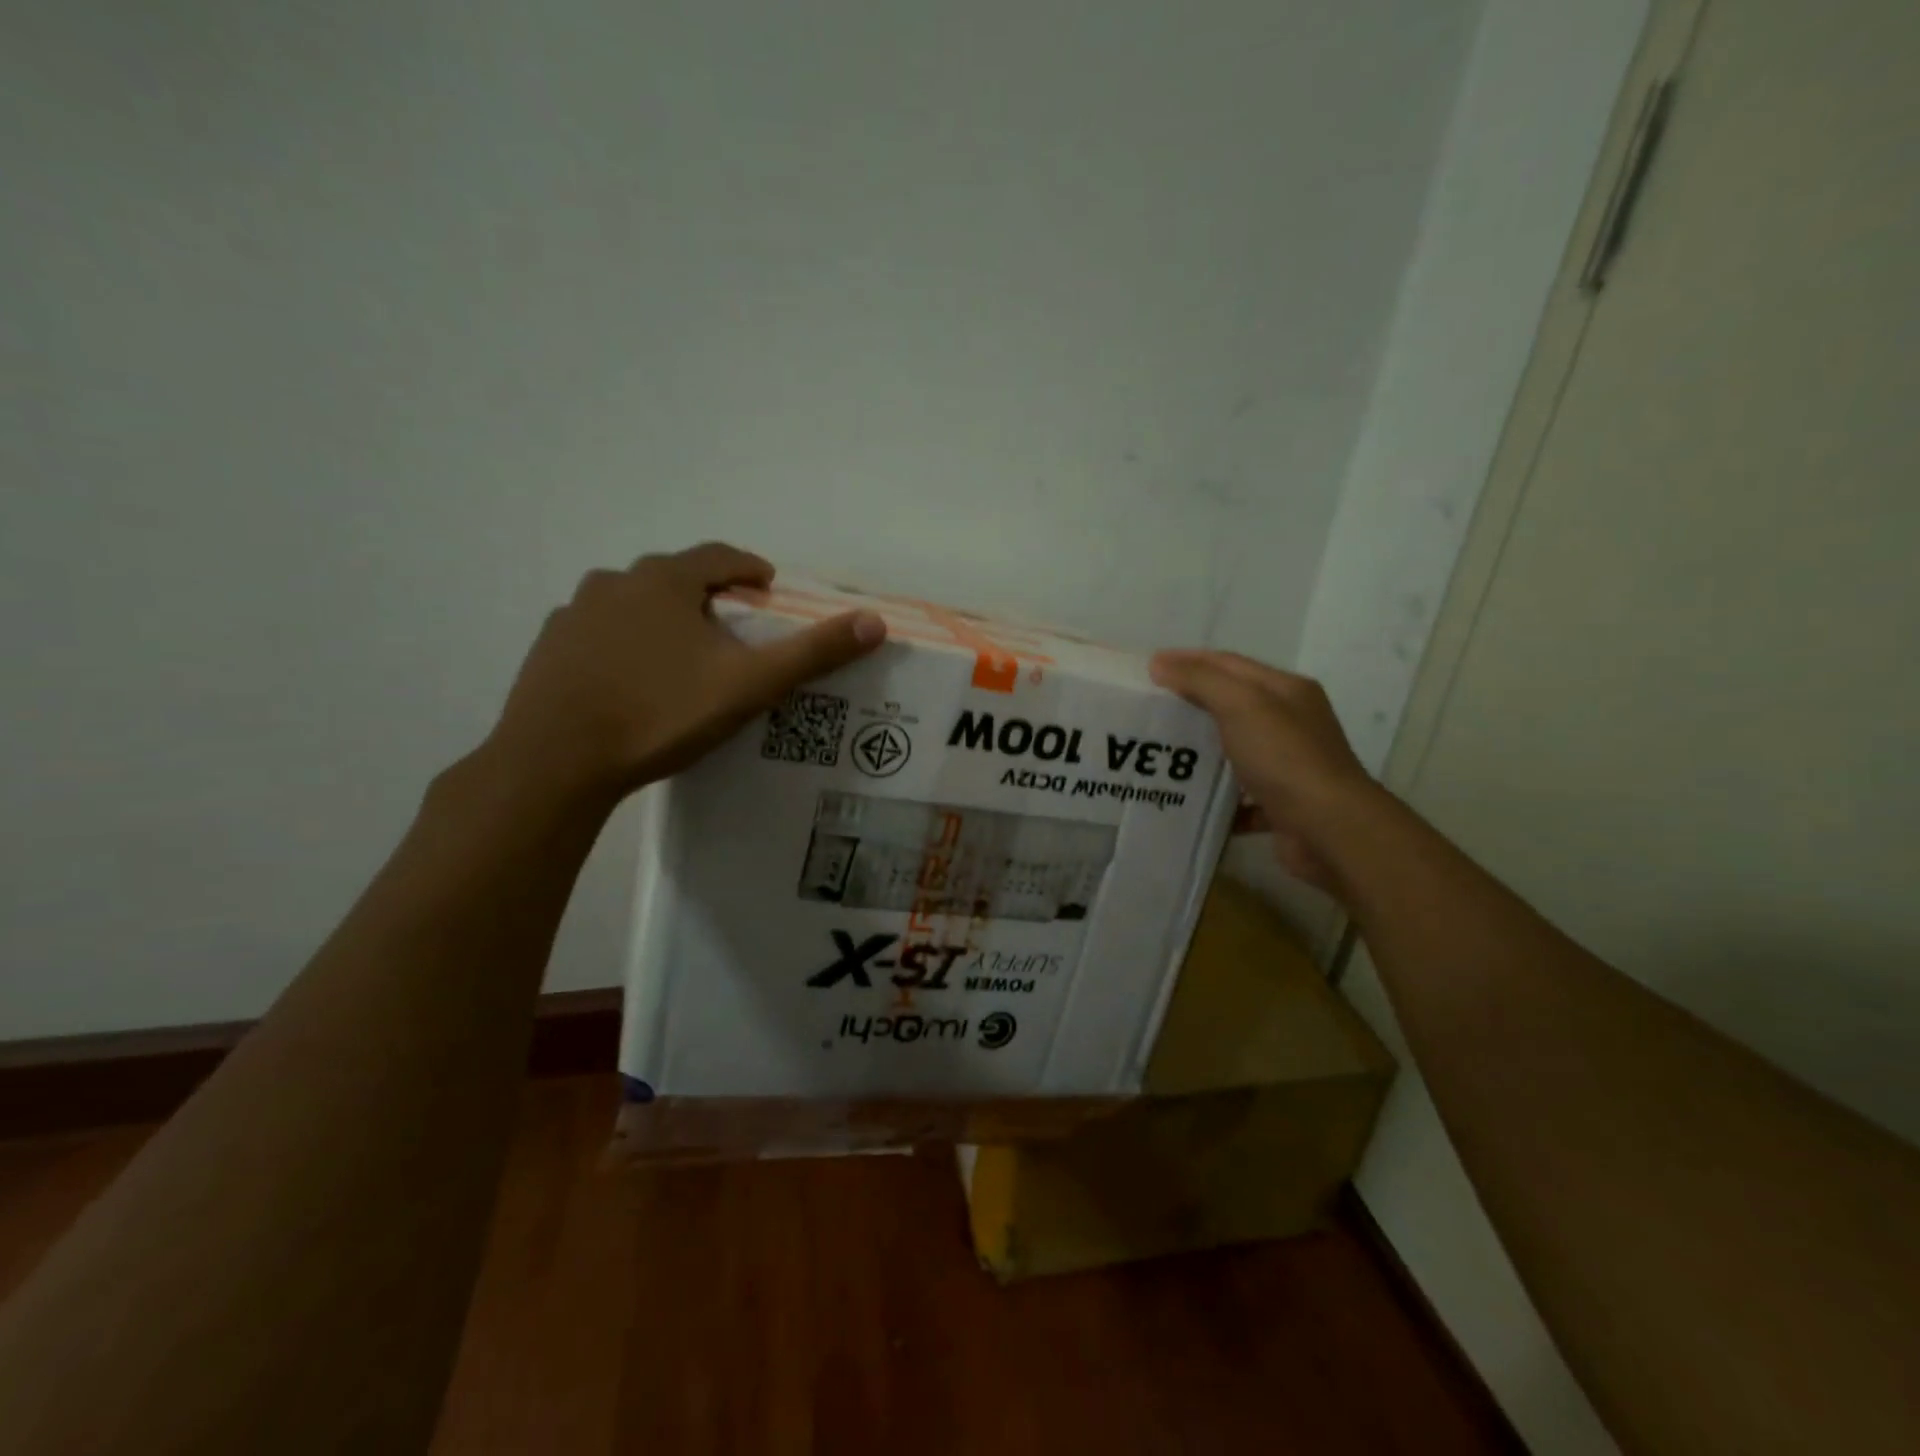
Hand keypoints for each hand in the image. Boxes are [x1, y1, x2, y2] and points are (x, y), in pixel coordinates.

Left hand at [486, 543, 885, 805]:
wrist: (557, 760)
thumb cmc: (661, 713)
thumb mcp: (749, 684)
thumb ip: (812, 652)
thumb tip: (874, 622)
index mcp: (664, 581)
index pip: (718, 557)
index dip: (749, 568)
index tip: (767, 587)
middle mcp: (615, 582)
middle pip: (674, 577)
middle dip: (706, 595)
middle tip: (730, 628)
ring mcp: (574, 613)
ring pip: (632, 603)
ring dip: (662, 617)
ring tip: (682, 656)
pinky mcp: (549, 647)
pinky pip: (599, 632)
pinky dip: (624, 642)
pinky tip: (632, 679)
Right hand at [1149, 649, 1381, 895]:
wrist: (1330, 830)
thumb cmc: (1286, 758)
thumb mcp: (1241, 705)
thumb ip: (1201, 680)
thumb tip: (1160, 663)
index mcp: (1286, 691)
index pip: (1229, 664)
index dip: (1189, 660)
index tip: (1148, 667)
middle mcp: (1291, 724)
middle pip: (1233, 705)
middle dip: (1191, 703)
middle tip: (1149, 709)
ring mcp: (1289, 766)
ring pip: (1235, 750)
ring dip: (1201, 751)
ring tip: (1159, 755)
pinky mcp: (1281, 805)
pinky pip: (1240, 796)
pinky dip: (1216, 796)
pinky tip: (1188, 800)